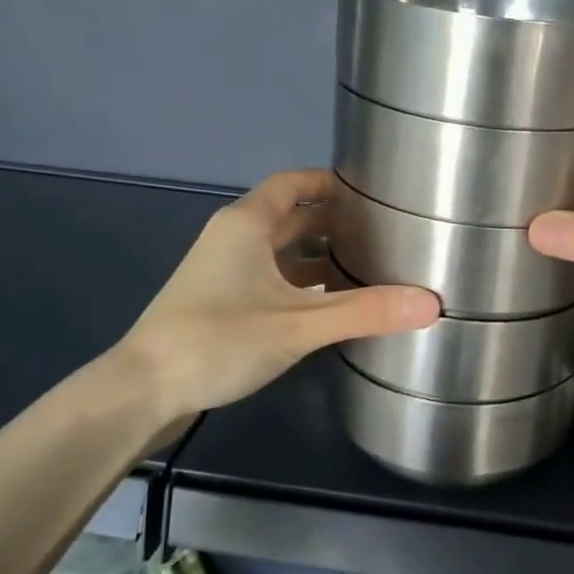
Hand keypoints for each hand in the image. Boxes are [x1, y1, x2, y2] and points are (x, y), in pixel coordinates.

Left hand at [117, 170, 438, 419]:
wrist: (142, 390)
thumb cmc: (217, 340)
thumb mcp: (299, 325)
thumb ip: (365, 312)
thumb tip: (432, 303)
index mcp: (247, 224)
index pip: (294, 183)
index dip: (330, 182)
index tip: (372, 192)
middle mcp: (234, 238)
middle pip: (291, 217)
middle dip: (333, 222)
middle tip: (383, 232)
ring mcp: (224, 272)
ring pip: (281, 252)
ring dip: (318, 256)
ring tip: (367, 267)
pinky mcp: (220, 304)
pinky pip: (271, 279)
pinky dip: (301, 284)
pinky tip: (330, 306)